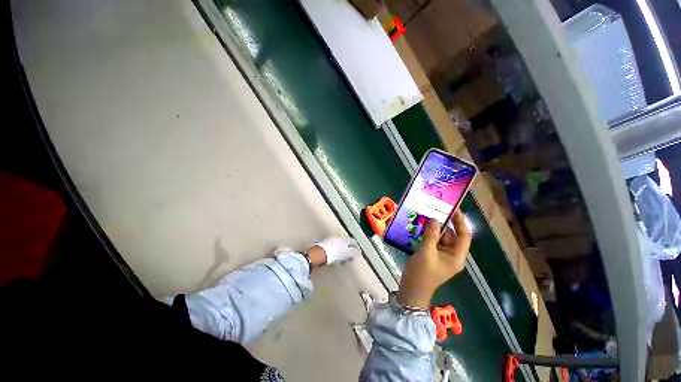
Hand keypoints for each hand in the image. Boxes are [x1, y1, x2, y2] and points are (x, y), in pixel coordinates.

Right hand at [397, 210, 471, 307]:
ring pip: (439, 237)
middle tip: (431, 210)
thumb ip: (431, 235)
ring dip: (431, 228)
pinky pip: (431, 241)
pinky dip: (426, 234)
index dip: (460, 222)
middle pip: (450, 235)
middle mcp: (451, 255)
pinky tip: (417, 228)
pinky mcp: (431, 255)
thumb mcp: (426, 253)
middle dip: (442, 224)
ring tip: (422, 217)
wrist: (411, 290)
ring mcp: (440, 255)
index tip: (453, 209)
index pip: (464, 236)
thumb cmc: (422, 274)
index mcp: (456, 256)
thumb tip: (434, 219)